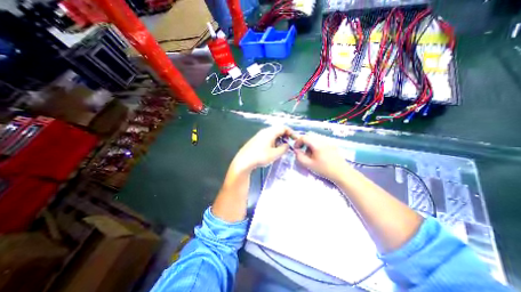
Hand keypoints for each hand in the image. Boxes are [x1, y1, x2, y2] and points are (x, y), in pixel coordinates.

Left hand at [228, 124, 290, 172]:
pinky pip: (268, 137)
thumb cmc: (260, 157)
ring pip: (272, 133)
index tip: (295, 139)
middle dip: (285, 135)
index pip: (283, 127)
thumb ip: (283, 148)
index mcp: (270, 132)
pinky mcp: (256, 139)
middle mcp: (264, 131)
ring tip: (281, 147)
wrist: (244, 161)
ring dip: (279, 138)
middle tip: (289, 143)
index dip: (291, 132)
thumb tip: (287, 145)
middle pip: (278, 129)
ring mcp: (259, 135)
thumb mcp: (275, 154)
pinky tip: (273, 149)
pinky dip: (273, 140)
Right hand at [295, 131, 351, 182]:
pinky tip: (317, 154)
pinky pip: (320, 141)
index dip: (298, 142)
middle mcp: (323, 140)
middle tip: (301, 150)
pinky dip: (315, 145)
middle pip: (310, 136)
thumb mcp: (309, 165)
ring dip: (309, 144)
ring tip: (310, 154)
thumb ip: (300, 157)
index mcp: (317, 144)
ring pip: (315, 138)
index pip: (304, 137)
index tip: (296, 149)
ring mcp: (328, 142)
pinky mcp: (331, 145)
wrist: (342, 173)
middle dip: (303, 142)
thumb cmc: (324, 169)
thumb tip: (296, 150)